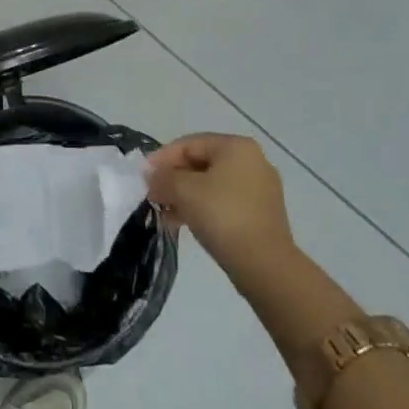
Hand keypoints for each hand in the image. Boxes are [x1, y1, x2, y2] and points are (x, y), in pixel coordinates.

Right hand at [147, 133, 296, 279]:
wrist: (264, 265)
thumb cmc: (222, 215)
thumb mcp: (183, 190)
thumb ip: (162, 177)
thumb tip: (151, 176)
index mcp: (237, 146)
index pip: (189, 144)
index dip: (162, 158)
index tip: (143, 177)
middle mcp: (252, 161)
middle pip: (201, 163)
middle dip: (173, 179)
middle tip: (153, 195)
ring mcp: (260, 189)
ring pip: (212, 184)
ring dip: (185, 196)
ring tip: (164, 213)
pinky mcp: (262, 214)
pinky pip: (224, 202)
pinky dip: (202, 208)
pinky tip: (183, 223)